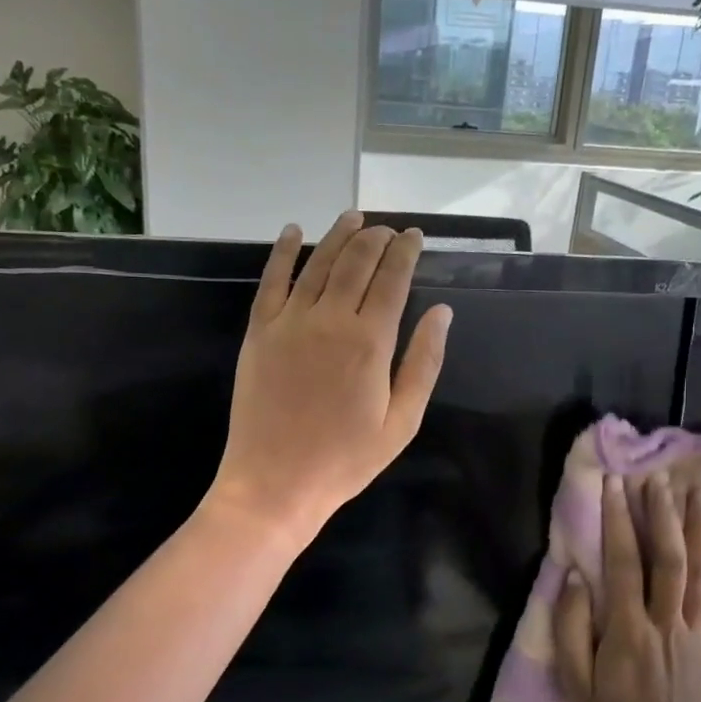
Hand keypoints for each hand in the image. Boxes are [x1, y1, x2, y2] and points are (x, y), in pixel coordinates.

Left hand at [207, 211, 451, 546]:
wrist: (274, 483)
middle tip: (387, 230)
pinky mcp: (258, 332)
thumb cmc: (345, 460)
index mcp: (370, 342)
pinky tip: (293, 232)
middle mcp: (330, 319)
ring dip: (338, 235)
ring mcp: (289, 322)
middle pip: (356, 262)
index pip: (393, 279)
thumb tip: (442, 313)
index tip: (414, 236)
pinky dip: (283, 252)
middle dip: (376, 238)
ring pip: (317, 263)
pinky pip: (271, 281)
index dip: (405, 252)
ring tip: (354, 217)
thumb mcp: (401, 422)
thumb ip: (423, 363)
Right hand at [553, 474, 700, 701]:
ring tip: (698, 494)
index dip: (618, 520)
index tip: (615, 484)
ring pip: (700, 572)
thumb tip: (574, 576)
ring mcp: (694, 634)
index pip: (623, 562)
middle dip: (662, 514)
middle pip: (668, 558)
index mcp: (628, 630)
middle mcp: (666, 623)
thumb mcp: (573, 680)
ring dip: (698, 529)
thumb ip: (571, 626)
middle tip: (658, 478)